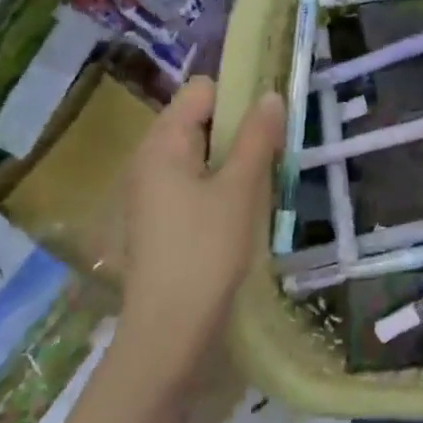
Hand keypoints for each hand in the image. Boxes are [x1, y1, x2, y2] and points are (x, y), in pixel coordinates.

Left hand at [114, 78, 285, 374]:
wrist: (169, 331)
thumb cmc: (205, 250)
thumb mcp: (240, 188)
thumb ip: (257, 138)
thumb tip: (271, 95)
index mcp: (162, 144)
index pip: (201, 91)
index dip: (238, 96)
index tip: (272, 118)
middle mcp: (148, 159)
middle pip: (199, 120)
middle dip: (238, 128)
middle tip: (274, 151)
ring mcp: (150, 191)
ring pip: (199, 153)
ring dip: (232, 158)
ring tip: (263, 180)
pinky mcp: (159, 218)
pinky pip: (193, 181)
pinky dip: (219, 183)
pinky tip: (242, 207)